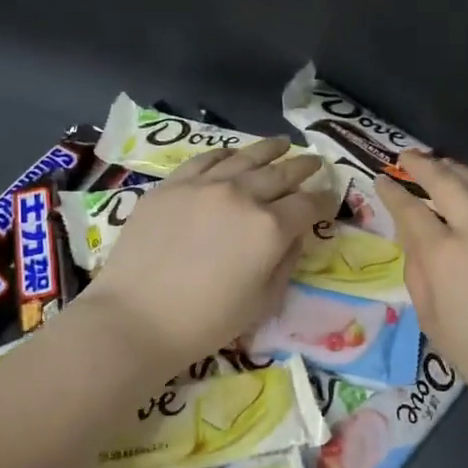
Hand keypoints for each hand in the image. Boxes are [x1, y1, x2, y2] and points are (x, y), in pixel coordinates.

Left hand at [79, 139, 337, 374]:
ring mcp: (203, 185)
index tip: (330, 199)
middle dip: (303, 167)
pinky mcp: (171, 186)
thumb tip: (294, 236)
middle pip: (281, 173)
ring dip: (269, 150)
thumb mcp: (263, 302)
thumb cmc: (206, 322)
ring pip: (245, 157)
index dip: (324, 200)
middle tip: (315, 162)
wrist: (137, 317)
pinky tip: (233, 153)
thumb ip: (285, 262)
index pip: (308, 204)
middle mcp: (241, 195)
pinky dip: (226, 154)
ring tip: (282, 144)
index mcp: (270, 228)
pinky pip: (205, 159)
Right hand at [375, 153, 467, 424]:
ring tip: (444, 161)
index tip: (381, 180)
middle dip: (423, 165)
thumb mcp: (433, 322)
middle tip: (408, 156)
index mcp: (442, 255)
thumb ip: (419, 276)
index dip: (392, 193)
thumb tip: (415, 243)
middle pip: (446, 184)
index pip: (410, 211)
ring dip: (460, 169)